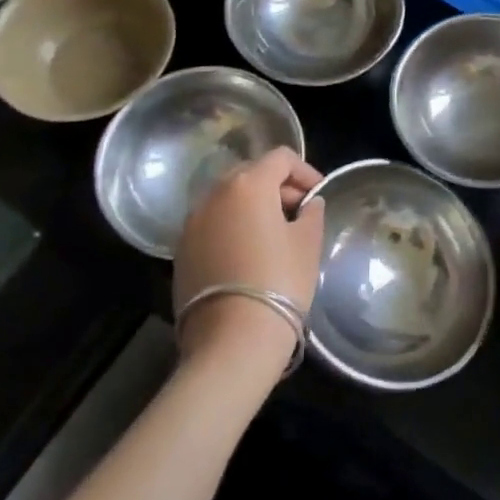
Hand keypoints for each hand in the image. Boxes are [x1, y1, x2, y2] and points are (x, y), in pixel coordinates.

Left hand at [173, 148, 324, 373]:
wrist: (231, 341)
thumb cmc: (280, 281)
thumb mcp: (307, 243)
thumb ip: (311, 213)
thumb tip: (308, 204)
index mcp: (248, 184)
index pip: (280, 157)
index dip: (305, 171)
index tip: (318, 194)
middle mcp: (214, 194)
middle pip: (251, 173)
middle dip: (277, 186)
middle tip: (299, 212)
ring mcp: (192, 223)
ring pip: (228, 199)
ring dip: (252, 206)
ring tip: (274, 234)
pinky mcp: (181, 251)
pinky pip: (212, 224)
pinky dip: (232, 227)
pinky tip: (248, 254)